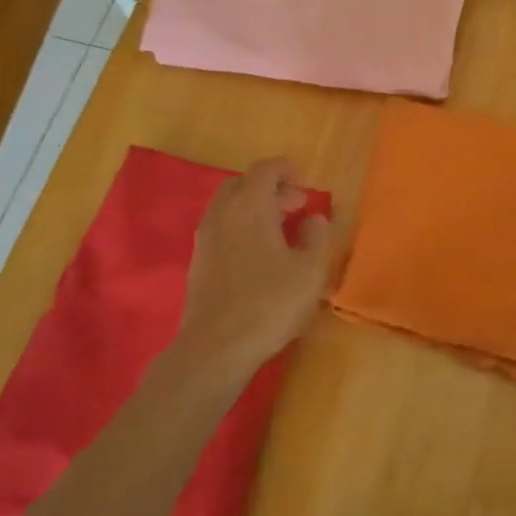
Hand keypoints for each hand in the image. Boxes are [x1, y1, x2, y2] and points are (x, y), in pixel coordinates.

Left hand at [175, 158, 334, 374]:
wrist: (216, 347)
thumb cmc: (269, 303)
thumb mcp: (310, 270)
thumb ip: (317, 236)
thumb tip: (315, 218)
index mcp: (250, 206)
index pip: (265, 169)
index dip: (285, 169)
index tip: (303, 180)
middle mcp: (222, 214)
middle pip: (243, 184)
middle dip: (270, 188)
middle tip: (295, 206)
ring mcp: (205, 238)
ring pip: (229, 207)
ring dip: (254, 208)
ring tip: (280, 230)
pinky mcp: (198, 261)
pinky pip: (221, 228)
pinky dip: (240, 227)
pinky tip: (258, 254)